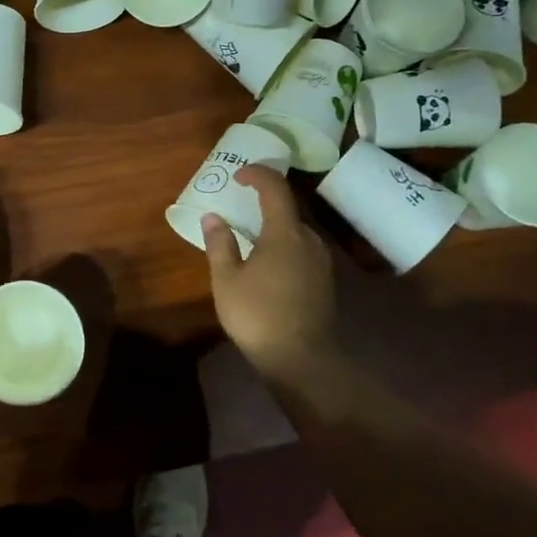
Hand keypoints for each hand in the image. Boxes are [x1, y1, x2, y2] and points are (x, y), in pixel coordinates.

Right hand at [201, 166, 340, 381]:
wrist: (303, 361)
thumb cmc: (258, 315)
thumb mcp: (227, 280)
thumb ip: (220, 244)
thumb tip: (213, 217)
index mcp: (285, 233)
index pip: (275, 188)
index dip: (257, 175)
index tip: (238, 175)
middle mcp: (308, 240)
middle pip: (287, 209)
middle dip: (263, 202)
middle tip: (238, 207)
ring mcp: (321, 262)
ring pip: (295, 232)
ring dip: (273, 227)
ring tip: (248, 237)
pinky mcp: (324, 282)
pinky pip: (301, 251)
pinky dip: (282, 246)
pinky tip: (265, 265)